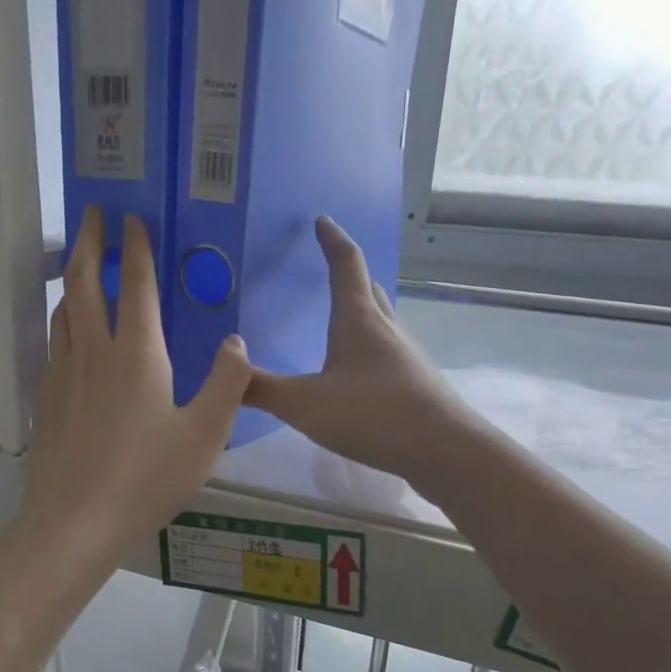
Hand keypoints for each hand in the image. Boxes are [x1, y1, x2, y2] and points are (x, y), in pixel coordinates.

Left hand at [22, 206, 251, 557]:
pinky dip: (62, 321)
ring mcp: (62, 375)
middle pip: (83, 282)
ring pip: (62, 311)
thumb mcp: (204, 435)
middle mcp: (93, 352)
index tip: (133, 217)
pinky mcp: (45, 401)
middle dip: (89, 241)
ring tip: (78, 266)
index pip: (135, 284)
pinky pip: (54, 344)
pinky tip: (68, 336)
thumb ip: (226, 383)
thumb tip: (236, 341)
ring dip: (71, 280)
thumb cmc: (146, 478)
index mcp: (137, 354)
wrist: (74, 522)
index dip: (135, 247)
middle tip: (93, 213)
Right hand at [246, 217, 472, 482]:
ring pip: (381, 322)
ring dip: (363, 312)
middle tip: (332, 268)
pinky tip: (359, 374)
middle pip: (369, 290)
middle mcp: (386, 329)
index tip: (322, 221)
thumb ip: (261, 389)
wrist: (444, 450)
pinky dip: (370, 349)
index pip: (346, 265)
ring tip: (343, 318)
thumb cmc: (372, 415)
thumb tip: (226, 370)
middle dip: (350, 274)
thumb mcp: (305, 404)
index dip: (332, 240)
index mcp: (358, 320)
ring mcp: (406, 357)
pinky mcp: (415, 385)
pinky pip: (387, 354)